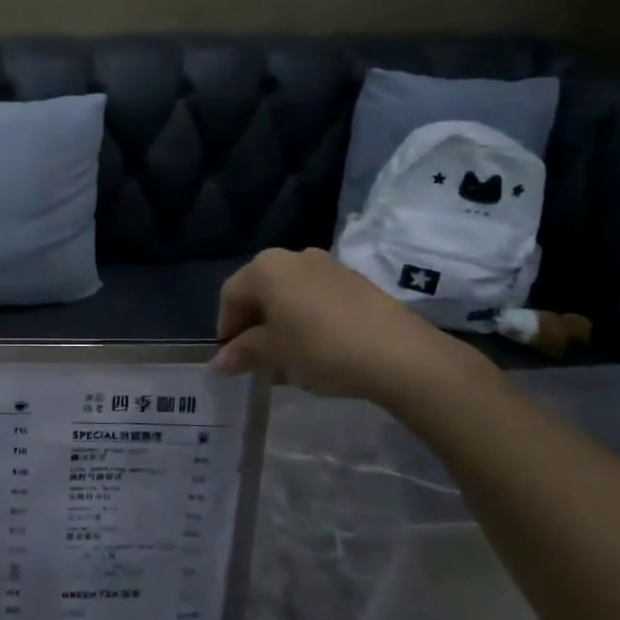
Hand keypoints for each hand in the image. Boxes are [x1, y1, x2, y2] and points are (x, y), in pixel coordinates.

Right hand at [212, 249, 490, 408]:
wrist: (399, 354)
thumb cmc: (320, 348)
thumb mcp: (273, 355)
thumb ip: (243, 352)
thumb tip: (220, 361)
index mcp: (266, 267)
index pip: (230, 295)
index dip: (226, 328)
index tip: (231, 360)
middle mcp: (294, 257)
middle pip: (261, 292)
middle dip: (254, 327)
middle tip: (258, 361)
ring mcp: (329, 267)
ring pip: (290, 297)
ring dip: (282, 326)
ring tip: (288, 362)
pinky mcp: (357, 283)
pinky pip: (318, 300)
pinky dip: (308, 322)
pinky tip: (318, 353)